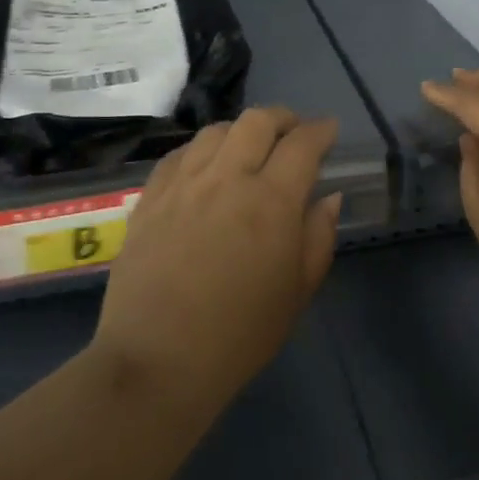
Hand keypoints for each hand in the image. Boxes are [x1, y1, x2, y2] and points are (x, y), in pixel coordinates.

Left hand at [94, 107, 341, 414]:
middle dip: (283, 119)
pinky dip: (201, 151)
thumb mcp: (298, 291)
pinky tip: (204, 168)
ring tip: (247, 150)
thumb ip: (318, 236)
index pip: (302, 144)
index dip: (321, 130)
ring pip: (215, 131)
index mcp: (271, 201)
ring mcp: (183, 184)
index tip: (329, 131)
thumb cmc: (241, 334)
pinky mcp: (149, 198)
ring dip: (240, 131)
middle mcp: (227, 178)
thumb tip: (327, 197)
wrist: (158, 360)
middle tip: (292, 134)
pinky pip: (178, 155)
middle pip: (257, 121)